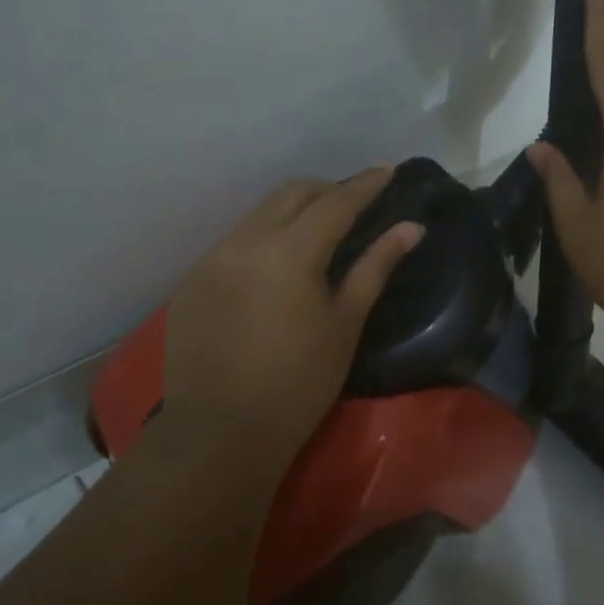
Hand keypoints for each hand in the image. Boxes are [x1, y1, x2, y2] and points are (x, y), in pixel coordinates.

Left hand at [162, 170, 422, 463]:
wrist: (221, 434)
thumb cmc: (299, 383)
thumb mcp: (345, 323)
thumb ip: (376, 266)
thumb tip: (411, 227)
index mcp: (289, 251)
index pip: (335, 202)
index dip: (364, 185)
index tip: (386, 170)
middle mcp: (245, 241)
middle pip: (292, 193)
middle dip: (326, 190)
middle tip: (353, 203)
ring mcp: (212, 259)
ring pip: (259, 214)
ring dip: (292, 211)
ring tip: (316, 231)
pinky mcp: (193, 280)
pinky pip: (235, 241)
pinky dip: (263, 238)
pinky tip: (275, 267)